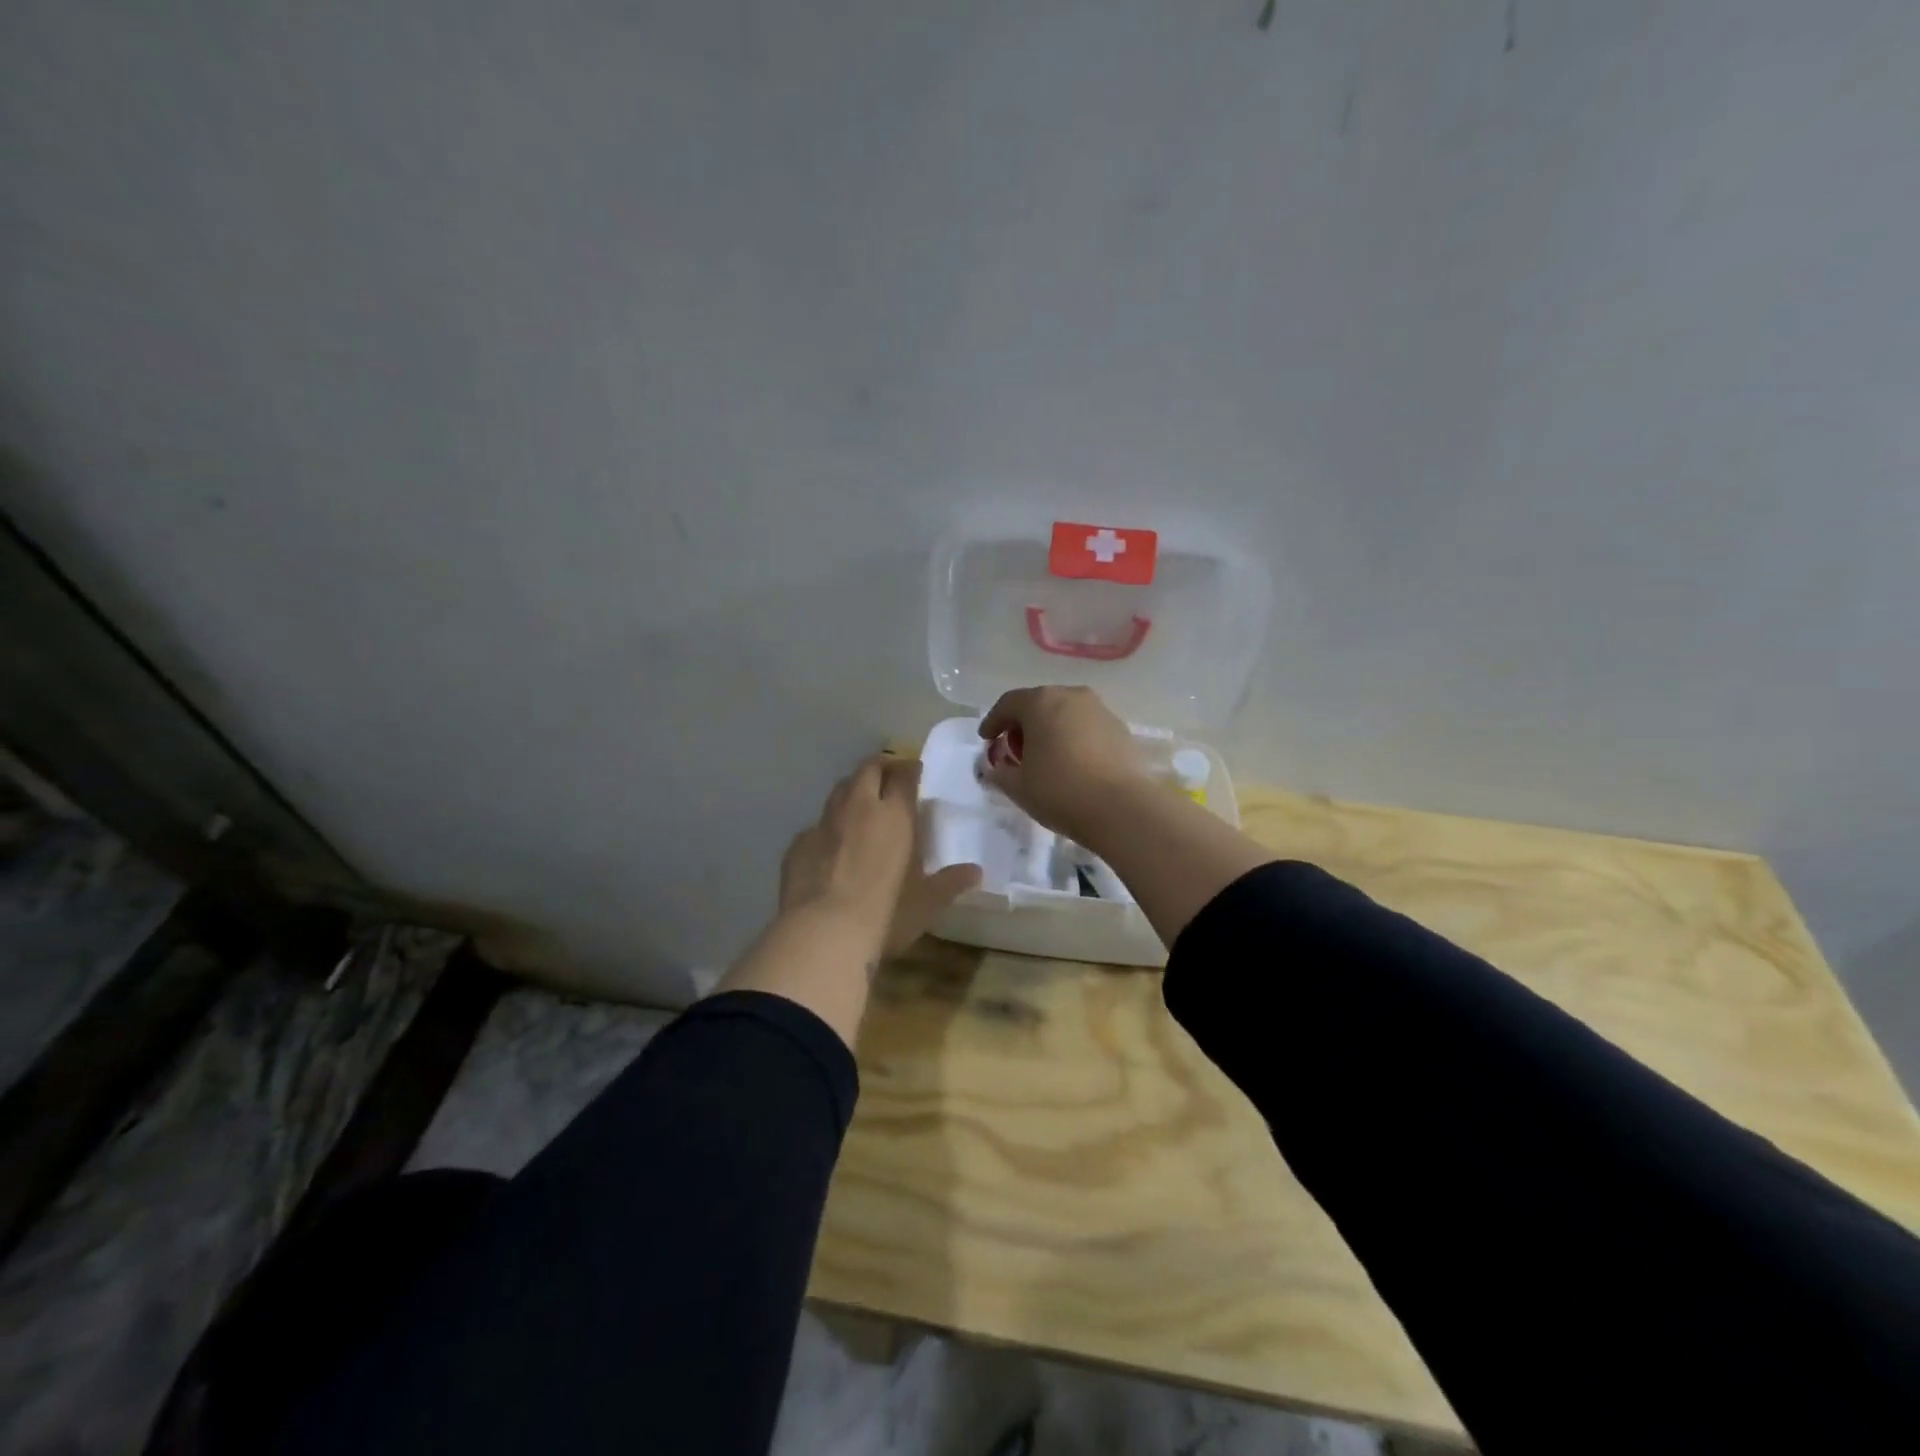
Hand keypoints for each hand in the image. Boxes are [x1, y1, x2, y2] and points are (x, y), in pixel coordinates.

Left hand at [779, 754, 980, 956]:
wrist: (823, 932)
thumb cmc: (887, 913)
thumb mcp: (927, 902)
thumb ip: (950, 882)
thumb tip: (976, 872)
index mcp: (894, 814)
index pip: (903, 775)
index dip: (910, 768)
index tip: (915, 771)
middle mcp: (858, 808)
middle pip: (867, 770)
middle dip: (880, 767)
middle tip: (889, 777)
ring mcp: (824, 823)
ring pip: (839, 790)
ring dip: (852, 790)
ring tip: (861, 803)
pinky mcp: (798, 844)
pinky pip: (816, 825)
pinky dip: (828, 827)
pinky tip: (832, 845)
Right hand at [978, 686, 1148, 841]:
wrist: (1121, 807)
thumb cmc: (1060, 791)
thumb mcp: (1017, 787)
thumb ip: (999, 772)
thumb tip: (995, 767)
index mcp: (1041, 702)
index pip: (1008, 703)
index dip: (993, 721)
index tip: (986, 739)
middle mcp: (1071, 696)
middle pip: (1039, 703)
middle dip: (1023, 724)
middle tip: (1015, 749)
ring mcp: (1100, 710)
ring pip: (1066, 714)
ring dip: (1051, 730)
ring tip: (1045, 757)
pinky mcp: (1120, 728)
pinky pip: (1087, 727)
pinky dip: (1074, 738)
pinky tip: (1073, 763)